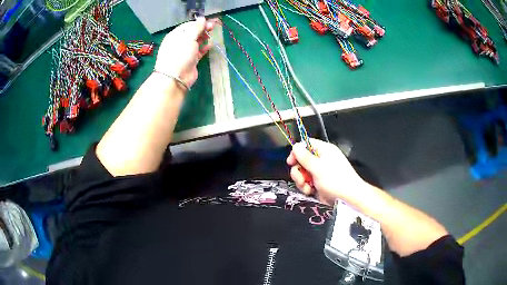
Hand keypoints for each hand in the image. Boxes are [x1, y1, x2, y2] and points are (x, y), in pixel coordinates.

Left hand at [154, 17, 215, 89]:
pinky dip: (204, 48)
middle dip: (202, 29)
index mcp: (175, 35)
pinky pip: (199, 51)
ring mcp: (185, 52)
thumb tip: (202, 18)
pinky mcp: (191, 60)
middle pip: (192, 33)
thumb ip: (196, 27)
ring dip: (204, 38)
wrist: (175, 77)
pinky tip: (210, 45)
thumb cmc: (179, 54)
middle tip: (213, 27)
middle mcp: (179, 42)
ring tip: (212, 34)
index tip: (209, 21)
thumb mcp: (188, 37)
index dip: (199, 23)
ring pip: (196, 42)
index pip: (188, 25)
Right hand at [286, 139, 367, 204]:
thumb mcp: (318, 167)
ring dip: (301, 181)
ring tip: (307, 187)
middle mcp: (321, 160)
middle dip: (298, 171)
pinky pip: (306, 182)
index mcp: (324, 150)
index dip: (297, 152)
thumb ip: (305, 157)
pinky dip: (306, 187)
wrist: (348, 198)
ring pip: (302, 173)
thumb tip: (295, 146)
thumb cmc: (335, 180)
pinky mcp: (318, 183)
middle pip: (301, 160)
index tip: (290, 162)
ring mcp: (320, 172)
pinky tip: (310, 192)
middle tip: (301, 179)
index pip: (306, 145)